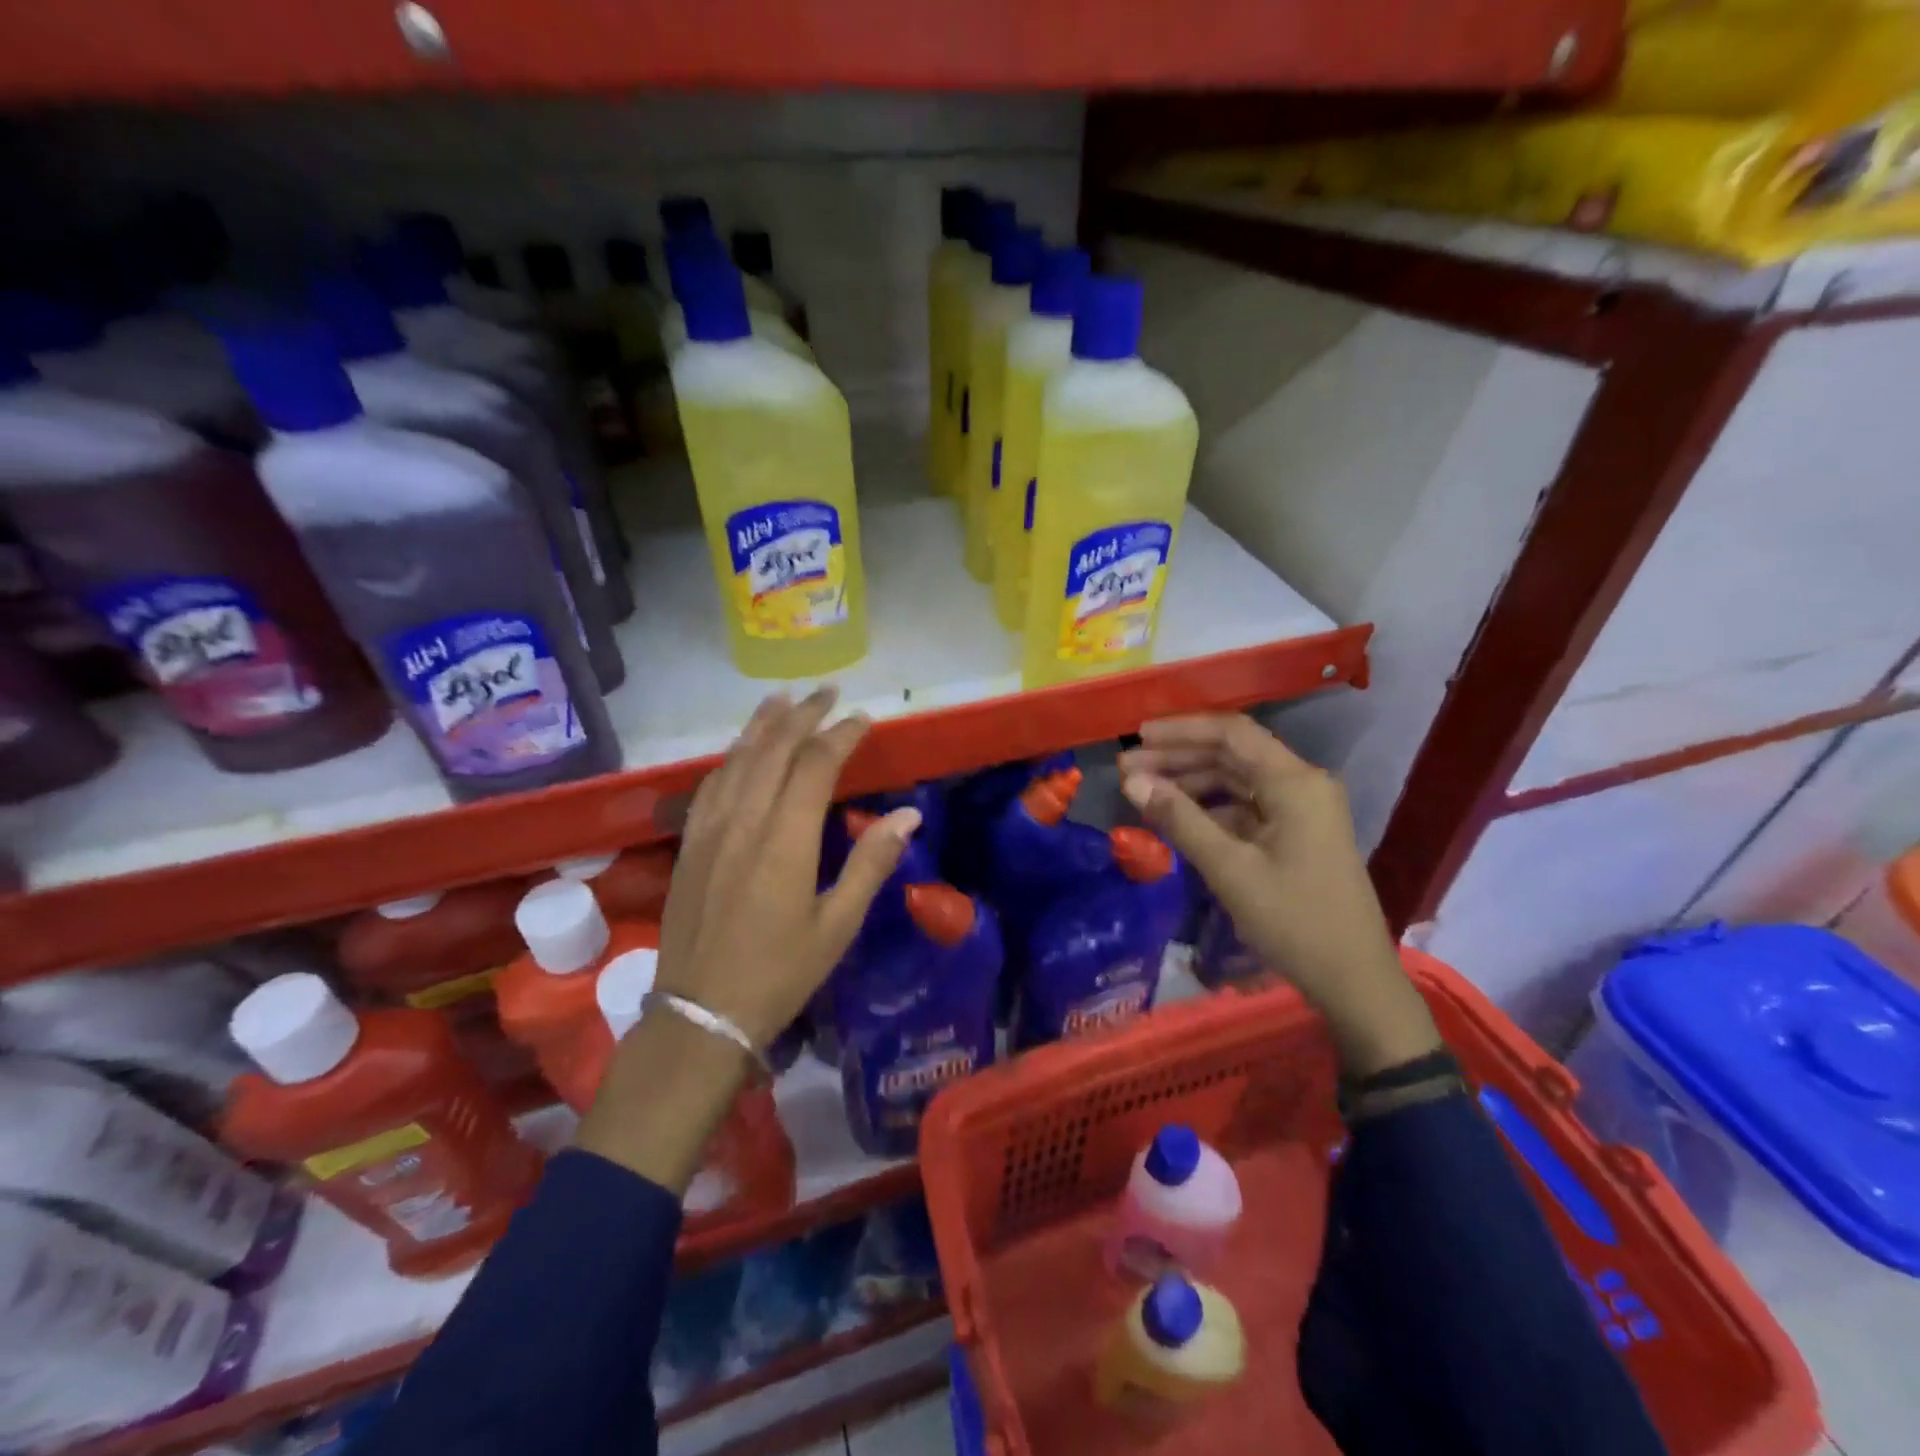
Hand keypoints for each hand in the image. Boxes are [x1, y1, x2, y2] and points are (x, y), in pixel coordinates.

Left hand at [578, 687, 920, 1190]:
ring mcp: (710, 830)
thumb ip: (871, 863)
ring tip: (783, 699)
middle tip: (828, 692)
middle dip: (803, 715)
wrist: (701, 1014)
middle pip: (774, 750)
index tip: (864, 719)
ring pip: (737, 760)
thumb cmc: (780, 974)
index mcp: (785, 840)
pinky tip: (740, 752)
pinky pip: (710, 785)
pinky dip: (732, 757)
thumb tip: (909, 814)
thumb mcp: (837, 925)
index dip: (841, 735)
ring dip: (763, 726)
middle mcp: (744, 821)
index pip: (815, 765)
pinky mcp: (690, 844)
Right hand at [1117, 714, 1439, 1077]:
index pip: (1231, 733)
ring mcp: (1301, 810)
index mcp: (1295, 782)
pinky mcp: (1296, 835)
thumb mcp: (1230, 869)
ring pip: (1237, 780)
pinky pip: (1246, 807)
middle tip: (1127, 770)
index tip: (1137, 737)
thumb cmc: (1294, 920)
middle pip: (1232, 754)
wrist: (1353, 980)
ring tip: (1143, 792)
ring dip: (1191, 782)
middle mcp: (1301, 785)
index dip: (1181, 730)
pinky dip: (1210, 808)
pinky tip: (1176, 819)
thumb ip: (1180, 819)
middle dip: (1178, 758)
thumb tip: (1132, 782)